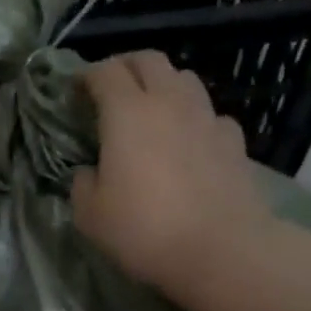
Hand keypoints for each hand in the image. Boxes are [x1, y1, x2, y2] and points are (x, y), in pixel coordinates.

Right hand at [71, 52, 275, 305]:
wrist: (221, 250)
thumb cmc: (145, 230)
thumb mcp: (91, 215)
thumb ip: (83, 184)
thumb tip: (89, 172)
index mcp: (127, 113)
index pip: (104, 72)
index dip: (86, 76)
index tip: (75, 90)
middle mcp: (169, 102)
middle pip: (149, 60)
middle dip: (126, 67)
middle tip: (112, 88)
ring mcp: (207, 118)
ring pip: (185, 79)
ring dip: (164, 85)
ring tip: (153, 109)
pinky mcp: (234, 141)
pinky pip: (211, 114)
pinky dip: (195, 118)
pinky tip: (191, 140)